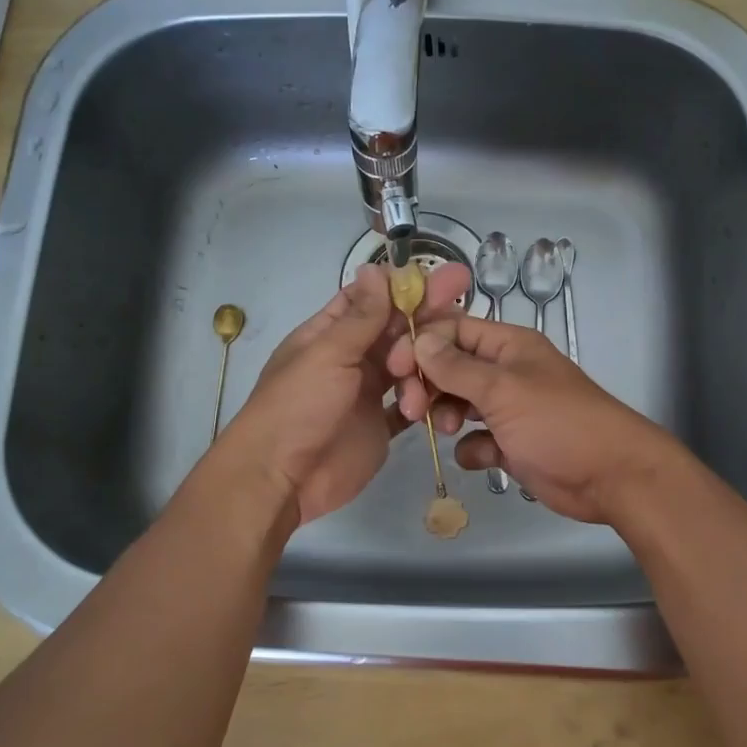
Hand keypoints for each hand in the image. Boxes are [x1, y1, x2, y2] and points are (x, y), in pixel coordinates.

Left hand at [217, 262, 470, 526]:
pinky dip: (423, 403)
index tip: (443, 279)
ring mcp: (366, 393)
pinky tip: (436, 406)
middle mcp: (351, 358)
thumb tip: (374, 267)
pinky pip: (411, 405)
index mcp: (329, 334)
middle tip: (463, 307)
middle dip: (427, 320)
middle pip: (396, 330)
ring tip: (414, 394)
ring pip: (409, 366)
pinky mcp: (380, 425)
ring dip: (421, 370)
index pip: (371, 299)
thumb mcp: (328, 354)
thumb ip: (360, 316)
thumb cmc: (298, 407)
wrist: (283, 479)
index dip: (405, 287)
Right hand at [391, 314, 683, 524]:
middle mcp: (505, 372)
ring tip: (452, 431)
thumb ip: (456, 366)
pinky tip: (485, 457)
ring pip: (459, 404)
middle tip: (415, 409)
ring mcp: (509, 410)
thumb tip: (419, 340)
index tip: (395, 368)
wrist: (610, 476)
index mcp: (508, 346)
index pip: (453, 330)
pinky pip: (477, 440)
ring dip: (448, 416)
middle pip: (450, 367)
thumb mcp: (503, 389)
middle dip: (429, 385)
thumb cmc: (558, 422)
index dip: (421, 344)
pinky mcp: (511, 444)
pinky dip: (474, 449)